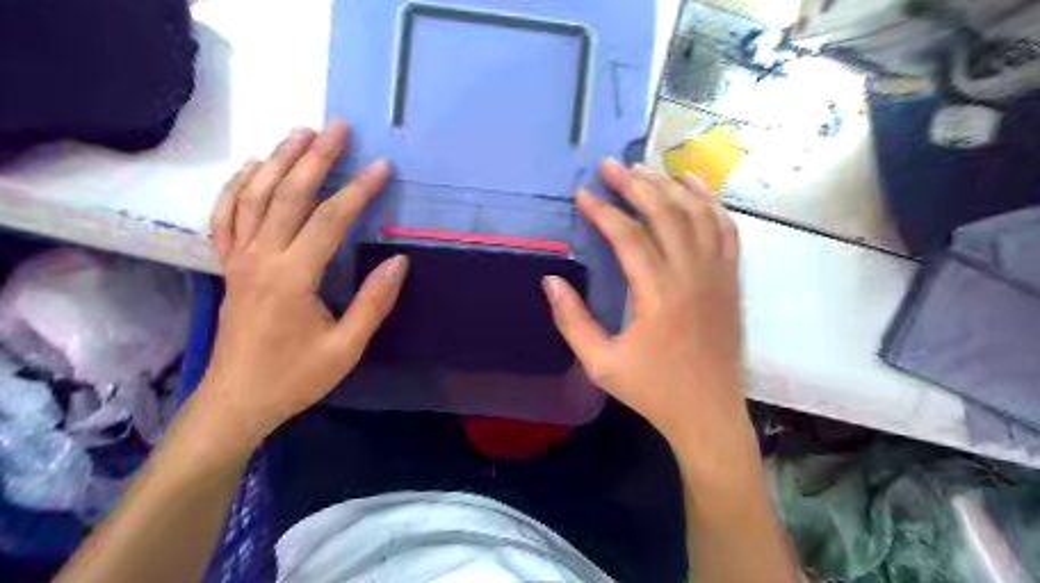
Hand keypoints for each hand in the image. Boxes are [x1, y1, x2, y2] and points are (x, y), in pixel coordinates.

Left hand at [198, 118, 404, 450]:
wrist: (236, 400)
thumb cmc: (295, 377)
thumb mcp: (346, 348)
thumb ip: (374, 302)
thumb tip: (400, 261)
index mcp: (293, 277)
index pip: (331, 220)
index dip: (359, 190)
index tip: (382, 167)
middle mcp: (261, 258)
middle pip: (289, 195)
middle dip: (315, 158)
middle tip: (337, 127)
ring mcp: (239, 259)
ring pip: (255, 196)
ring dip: (278, 160)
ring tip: (299, 132)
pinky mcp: (229, 266)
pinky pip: (226, 216)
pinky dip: (238, 187)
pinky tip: (252, 169)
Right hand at [545, 161, 747, 456]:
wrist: (709, 413)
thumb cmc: (653, 391)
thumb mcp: (601, 364)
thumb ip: (572, 321)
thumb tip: (551, 282)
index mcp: (659, 296)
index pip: (628, 237)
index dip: (602, 211)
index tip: (582, 193)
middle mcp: (692, 276)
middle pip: (664, 213)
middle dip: (634, 184)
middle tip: (610, 165)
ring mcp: (718, 275)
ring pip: (697, 214)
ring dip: (669, 186)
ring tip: (644, 168)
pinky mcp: (731, 280)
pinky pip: (726, 229)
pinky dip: (710, 202)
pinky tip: (693, 186)